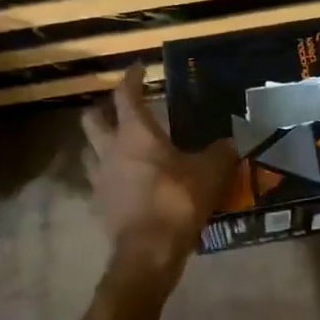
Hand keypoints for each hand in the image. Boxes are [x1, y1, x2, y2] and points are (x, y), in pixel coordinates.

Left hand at [81, 65, 236, 287]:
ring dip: (100, 143)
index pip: (126, 95)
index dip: (131, 78)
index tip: (137, 68)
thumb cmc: (176, 201)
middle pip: (92, 119)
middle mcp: (110, 149)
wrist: (148, 252)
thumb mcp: (210, 173)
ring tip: (119, 145)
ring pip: (89, 150)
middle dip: (103, 109)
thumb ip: (220, 153)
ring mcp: (100, 179)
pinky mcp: (99, 205)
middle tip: (120, 109)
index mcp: (135, 133)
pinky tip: (125, 182)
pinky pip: (99, 181)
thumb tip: (230, 142)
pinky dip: (109, 176)